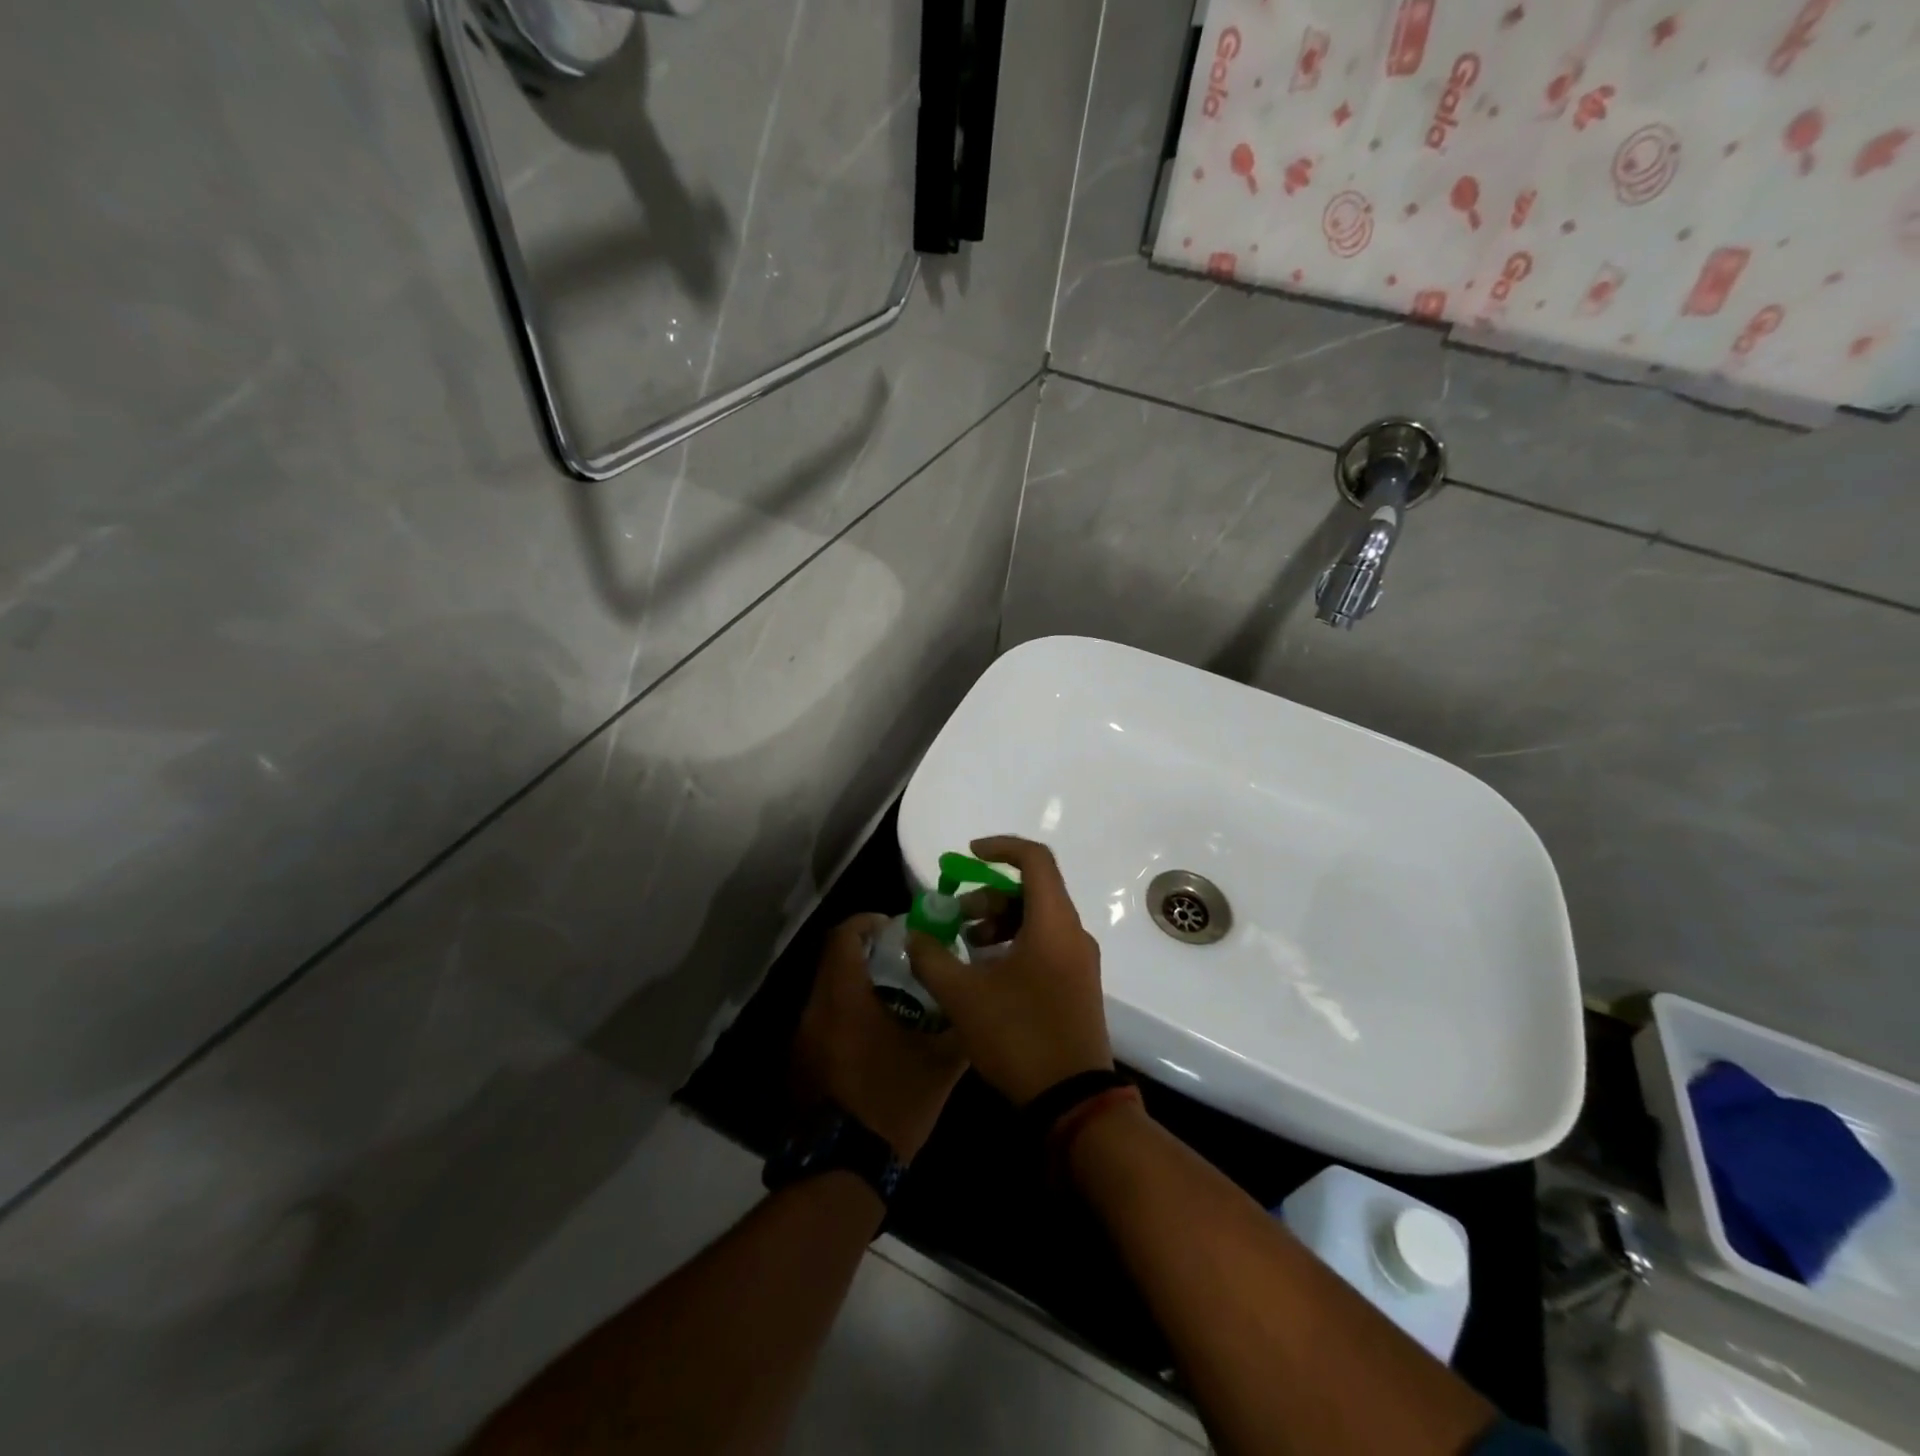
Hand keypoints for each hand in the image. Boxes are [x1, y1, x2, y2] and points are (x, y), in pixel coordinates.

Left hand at [792, 914, 967, 1159]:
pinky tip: (875, 1040)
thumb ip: (959, 1029)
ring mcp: (802, 1039)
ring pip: (827, 993)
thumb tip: (976, 1008)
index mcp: (843, 997)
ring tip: (896, 1002)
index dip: (868, 922)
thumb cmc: (891, 1104)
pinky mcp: (800, 1065)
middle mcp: (815, 1010)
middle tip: (904, 964)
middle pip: (834, 962)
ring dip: (856, 987)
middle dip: (868, 955)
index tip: (895, 927)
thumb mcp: (939, 1067)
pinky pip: (822, 1022)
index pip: (844, 936)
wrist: (842, 1171)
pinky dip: (845, 1016)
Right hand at [907, 837, 1114, 1106]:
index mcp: (1053, 923)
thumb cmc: (1019, 1036)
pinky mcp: (1078, 984)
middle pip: (1033, 890)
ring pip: (1038, 919)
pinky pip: (1046, 944)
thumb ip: (933, 958)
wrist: (1073, 1101)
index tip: (967, 855)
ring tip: (966, 947)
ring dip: (1000, 922)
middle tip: (955, 918)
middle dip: (989, 895)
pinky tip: (987, 973)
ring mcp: (1080, 961)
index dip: (1000, 847)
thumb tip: (915, 934)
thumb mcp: (963, 996)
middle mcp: (1073, 933)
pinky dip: (1015, 943)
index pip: (1034, 859)